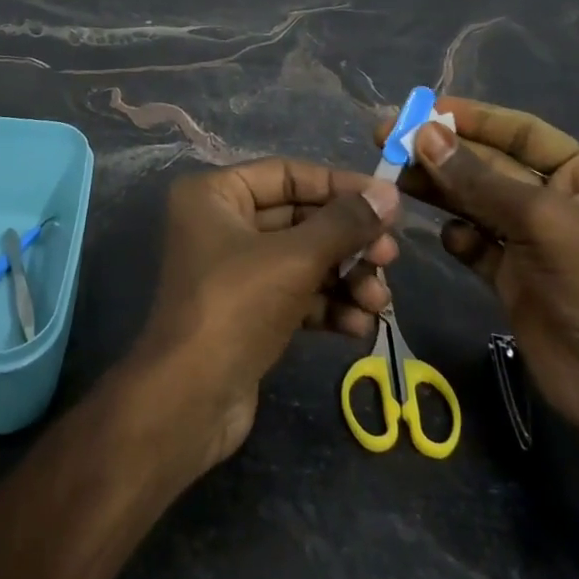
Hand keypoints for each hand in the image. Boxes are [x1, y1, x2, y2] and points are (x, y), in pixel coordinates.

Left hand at [129, 160, 400, 470]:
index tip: (387, 201)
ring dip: (345, 278)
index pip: (287, 175)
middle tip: (390, 258)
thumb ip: (344, 224)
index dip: (339, 186)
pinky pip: (296, 295)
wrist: (189, 403)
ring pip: (303, 260)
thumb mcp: (295, 258)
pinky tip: (360, 326)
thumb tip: (389, 193)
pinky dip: (329, 306)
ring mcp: (234, 271)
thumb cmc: (236, 308)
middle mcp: (221, 225)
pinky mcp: (248, 312)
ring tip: (379, 301)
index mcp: (215, 195)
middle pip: (300, 219)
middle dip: (347, 240)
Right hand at [379, 99, 578, 497]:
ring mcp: (535, 241)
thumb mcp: (542, 222)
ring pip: (477, 202)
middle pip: (491, 166)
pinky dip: (459, 237)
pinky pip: (477, 243)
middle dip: (445, 153)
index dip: (475, 118)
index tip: (425, 108)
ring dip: (441, 189)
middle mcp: (560, 201)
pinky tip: (450, 239)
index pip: (523, 132)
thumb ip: (478, 179)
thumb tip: (423, 134)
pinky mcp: (514, 277)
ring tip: (396, 177)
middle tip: (390, 139)